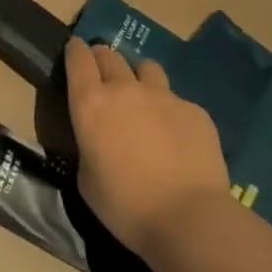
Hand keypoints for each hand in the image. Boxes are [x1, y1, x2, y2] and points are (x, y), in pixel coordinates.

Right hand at [64, 38, 227, 259]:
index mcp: (90, 103)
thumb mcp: (87, 178)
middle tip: (105, 78)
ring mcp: (163, 96)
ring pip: (147, 68)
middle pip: (110, 55)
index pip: (78, 57)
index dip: (75, 52)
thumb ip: (89, 146)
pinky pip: (178, 101)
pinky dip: (172, 112)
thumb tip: (98, 141)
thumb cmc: (125, 205)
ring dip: (140, 78)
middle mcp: (124, 89)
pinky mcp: (195, 111)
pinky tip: (178, 138)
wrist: (189, 219)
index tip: (75, 53)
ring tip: (144, 99)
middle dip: (104, 61)